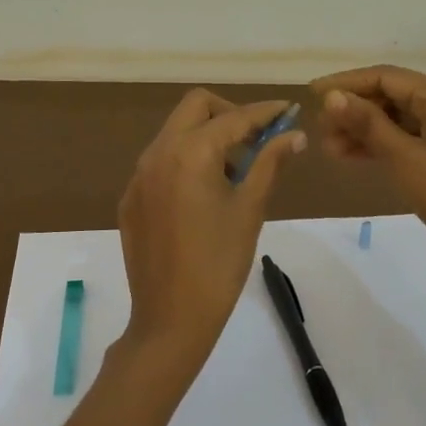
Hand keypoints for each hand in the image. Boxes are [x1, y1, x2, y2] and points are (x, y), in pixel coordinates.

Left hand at [117, 90, 306, 362]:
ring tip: (233, 173)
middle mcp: (158, 153)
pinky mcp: (131, 198)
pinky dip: (185, 161)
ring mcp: (139, 175)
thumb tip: (294, 134)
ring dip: (206, 136)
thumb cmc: (220, 263)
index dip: (265, 112)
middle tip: (256, 139)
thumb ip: (269, 163)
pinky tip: (203, 196)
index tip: (288, 111)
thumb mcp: (250, 209)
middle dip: (229, 114)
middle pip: (196, 107)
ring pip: (175, 132)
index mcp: (191, 153)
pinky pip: (160, 161)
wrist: (171, 318)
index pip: (235, 117)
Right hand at [311, 65, 425, 279]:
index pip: (386, 76)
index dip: (346, 83)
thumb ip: (367, 124)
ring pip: (400, 117)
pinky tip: (354, 155)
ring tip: (330, 148)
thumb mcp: (404, 159)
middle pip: (393, 94)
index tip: (311, 93)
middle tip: (320, 129)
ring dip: (365, 129)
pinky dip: (384, 143)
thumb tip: (331, 96)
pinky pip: (411, 136)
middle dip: (354, 110)